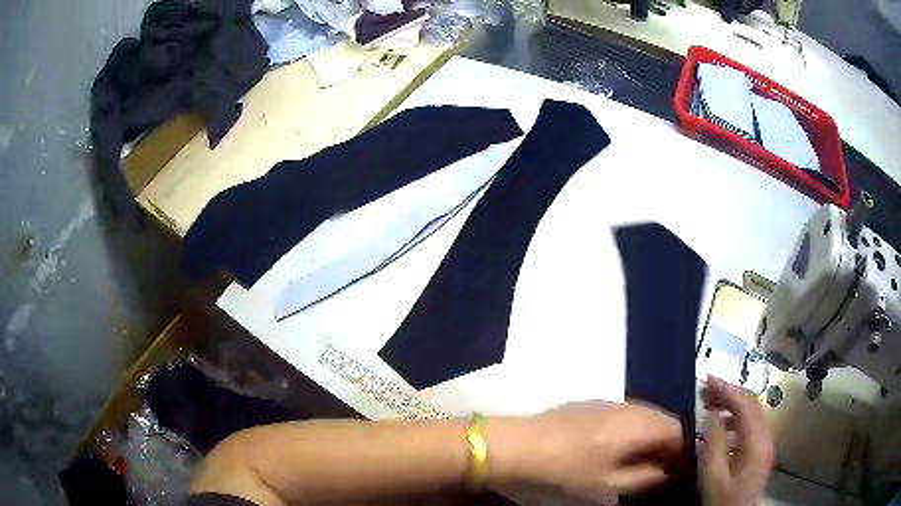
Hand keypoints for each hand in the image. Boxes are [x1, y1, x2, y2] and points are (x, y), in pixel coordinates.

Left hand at [488, 401, 683, 498]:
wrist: (522, 444)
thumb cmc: (568, 469)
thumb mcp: (608, 484)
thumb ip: (643, 479)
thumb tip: (663, 473)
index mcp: (640, 425)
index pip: (678, 430)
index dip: (677, 452)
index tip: (665, 471)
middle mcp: (631, 406)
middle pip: (663, 419)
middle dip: (663, 443)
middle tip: (649, 468)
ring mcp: (611, 401)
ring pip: (644, 414)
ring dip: (646, 435)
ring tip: (629, 460)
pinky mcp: (593, 402)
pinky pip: (625, 412)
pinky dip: (629, 428)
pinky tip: (609, 447)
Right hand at [700, 376, 773, 505]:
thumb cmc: (723, 500)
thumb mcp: (712, 475)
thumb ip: (714, 443)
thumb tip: (711, 413)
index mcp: (755, 442)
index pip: (744, 405)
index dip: (726, 389)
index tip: (708, 379)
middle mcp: (766, 436)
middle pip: (753, 403)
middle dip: (731, 392)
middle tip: (709, 389)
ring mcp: (766, 442)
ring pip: (755, 411)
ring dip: (735, 404)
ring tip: (714, 405)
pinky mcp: (762, 449)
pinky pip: (753, 423)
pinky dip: (739, 416)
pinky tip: (724, 425)